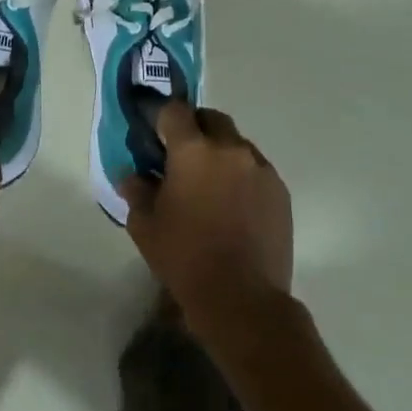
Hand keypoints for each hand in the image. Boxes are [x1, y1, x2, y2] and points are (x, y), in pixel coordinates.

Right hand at [118, 102, 293, 343]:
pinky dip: (243, 175)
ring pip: (237, 143)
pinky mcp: (280, 190)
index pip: (175, 111)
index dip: (163, 118)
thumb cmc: (185, 258)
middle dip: (196, 129)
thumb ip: (136, 191)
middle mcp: (230, 148)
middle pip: (211, 119)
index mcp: (193, 150)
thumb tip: (131, 175)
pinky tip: (234, 205)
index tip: (156, 136)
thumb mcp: (145, 226)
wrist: (243, 299)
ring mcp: (260, 167)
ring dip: (221, 152)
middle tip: (183, 157)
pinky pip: (257, 168)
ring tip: (212, 185)